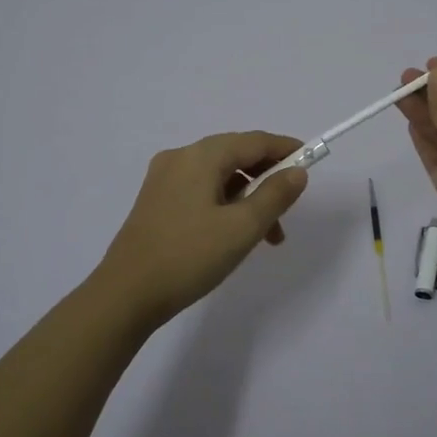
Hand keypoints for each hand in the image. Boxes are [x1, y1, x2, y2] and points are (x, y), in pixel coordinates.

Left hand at [96, 131, 308, 326]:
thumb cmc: (189, 257)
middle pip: (236, 156)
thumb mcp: (242, 228)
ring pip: (219, 176)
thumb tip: (297, 171)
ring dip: (248, 198)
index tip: (311, 161)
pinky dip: (225, 204)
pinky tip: (233, 235)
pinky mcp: (156, 201)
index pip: (254, 141)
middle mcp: (180, 158)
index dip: (285, 148)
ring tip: (266, 237)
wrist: (125, 295)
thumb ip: (275, 195)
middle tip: (288, 210)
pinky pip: (201, 190)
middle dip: (267, 179)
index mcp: (201, 156)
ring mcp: (163, 179)